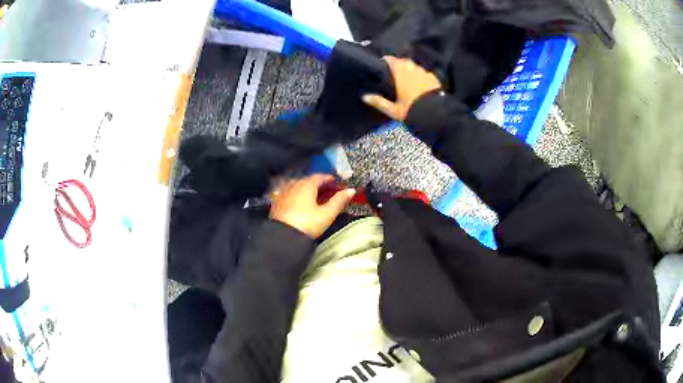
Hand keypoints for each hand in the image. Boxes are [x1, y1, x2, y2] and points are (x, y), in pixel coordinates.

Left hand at [270, 174, 355, 238]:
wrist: (283, 237)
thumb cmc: (307, 223)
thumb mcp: (327, 214)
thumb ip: (339, 201)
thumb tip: (351, 190)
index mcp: (307, 185)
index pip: (319, 177)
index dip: (328, 179)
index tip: (335, 182)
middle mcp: (294, 185)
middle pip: (307, 180)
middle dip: (317, 183)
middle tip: (326, 190)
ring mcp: (284, 193)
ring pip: (297, 186)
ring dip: (306, 188)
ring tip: (313, 195)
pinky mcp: (277, 203)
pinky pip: (288, 193)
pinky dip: (296, 194)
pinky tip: (298, 201)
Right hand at [362, 56, 441, 120]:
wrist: (435, 115)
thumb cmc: (412, 111)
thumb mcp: (393, 110)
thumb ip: (379, 102)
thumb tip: (364, 97)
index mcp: (401, 74)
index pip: (391, 60)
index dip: (387, 60)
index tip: (383, 62)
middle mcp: (413, 70)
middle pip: (404, 61)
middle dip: (399, 64)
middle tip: (395, 71)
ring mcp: (425, 73)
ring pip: (415, 66)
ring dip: (411, 69)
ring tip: (408, 77)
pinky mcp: (434, 79)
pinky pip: (426, 73)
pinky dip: (422, 76)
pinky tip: (421, 83)